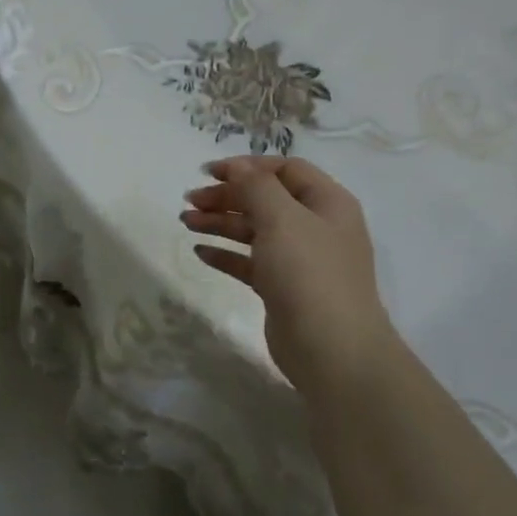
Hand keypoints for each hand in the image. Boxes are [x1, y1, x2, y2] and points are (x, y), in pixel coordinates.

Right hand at [180, 156, 396, 397]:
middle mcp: (316, 227)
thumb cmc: (309, 274)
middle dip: (227, 196)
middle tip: (189, 201)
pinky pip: (250, 262)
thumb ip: (256, 187)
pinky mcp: (282, 288)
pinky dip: (226, 254)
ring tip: (185, 222)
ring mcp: (300, 260)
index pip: (285, 170)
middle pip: (266, 200)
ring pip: (255, 231)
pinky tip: (200, 252)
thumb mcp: (282, 219)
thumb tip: (236, 167)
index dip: (247, 167)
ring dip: (220, 222)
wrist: (331, 348)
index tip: (208, 173)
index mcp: (327, 202)